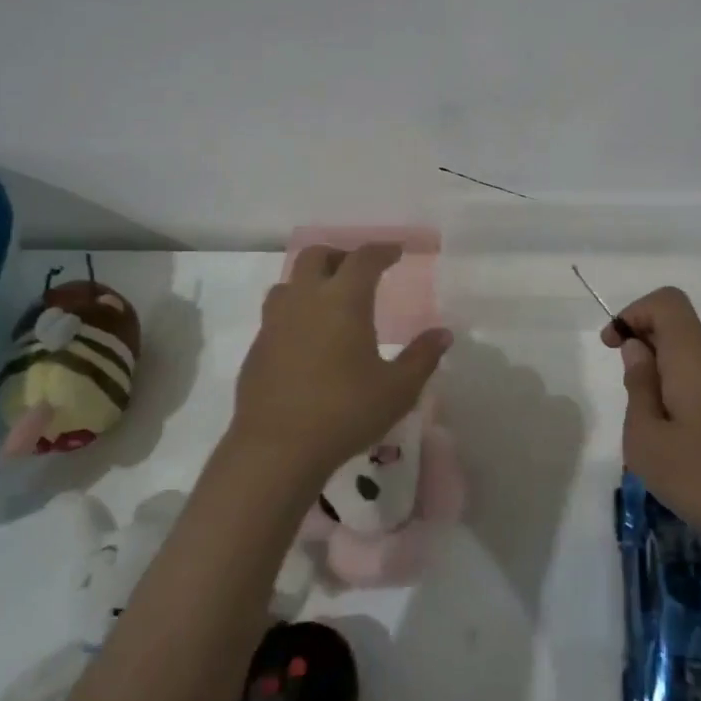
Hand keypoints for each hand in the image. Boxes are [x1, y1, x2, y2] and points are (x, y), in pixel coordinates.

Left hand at [230, 244, 451, 490]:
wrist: (276, 449)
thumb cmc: (345, 412)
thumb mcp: (398, 389)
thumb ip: (423, 357)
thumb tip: (443, 334)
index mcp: (343, 300)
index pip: (363, 258)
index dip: (382, 251)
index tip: (395, 252)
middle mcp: (305, 300)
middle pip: (317, 256)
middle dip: (340, 256)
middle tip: (360, 272)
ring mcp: (274, 322)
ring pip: (290, 282)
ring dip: (311, 281)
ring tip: (329, 302)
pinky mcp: (256, 348)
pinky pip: (276, 314)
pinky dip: (294, 312)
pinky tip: (306, 340)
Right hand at [604, 286, 700, 555]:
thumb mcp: (648, 441)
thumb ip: (638, 387)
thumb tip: (637, 350)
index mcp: (694, 355)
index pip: (666, 301)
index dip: (633, 312)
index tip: (613, 348)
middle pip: (676, 327)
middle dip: (642, 349)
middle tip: (631, 402)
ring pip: (689, 356)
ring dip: (661, 377)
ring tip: (654, 430)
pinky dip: (681, 393)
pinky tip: (681, 442)